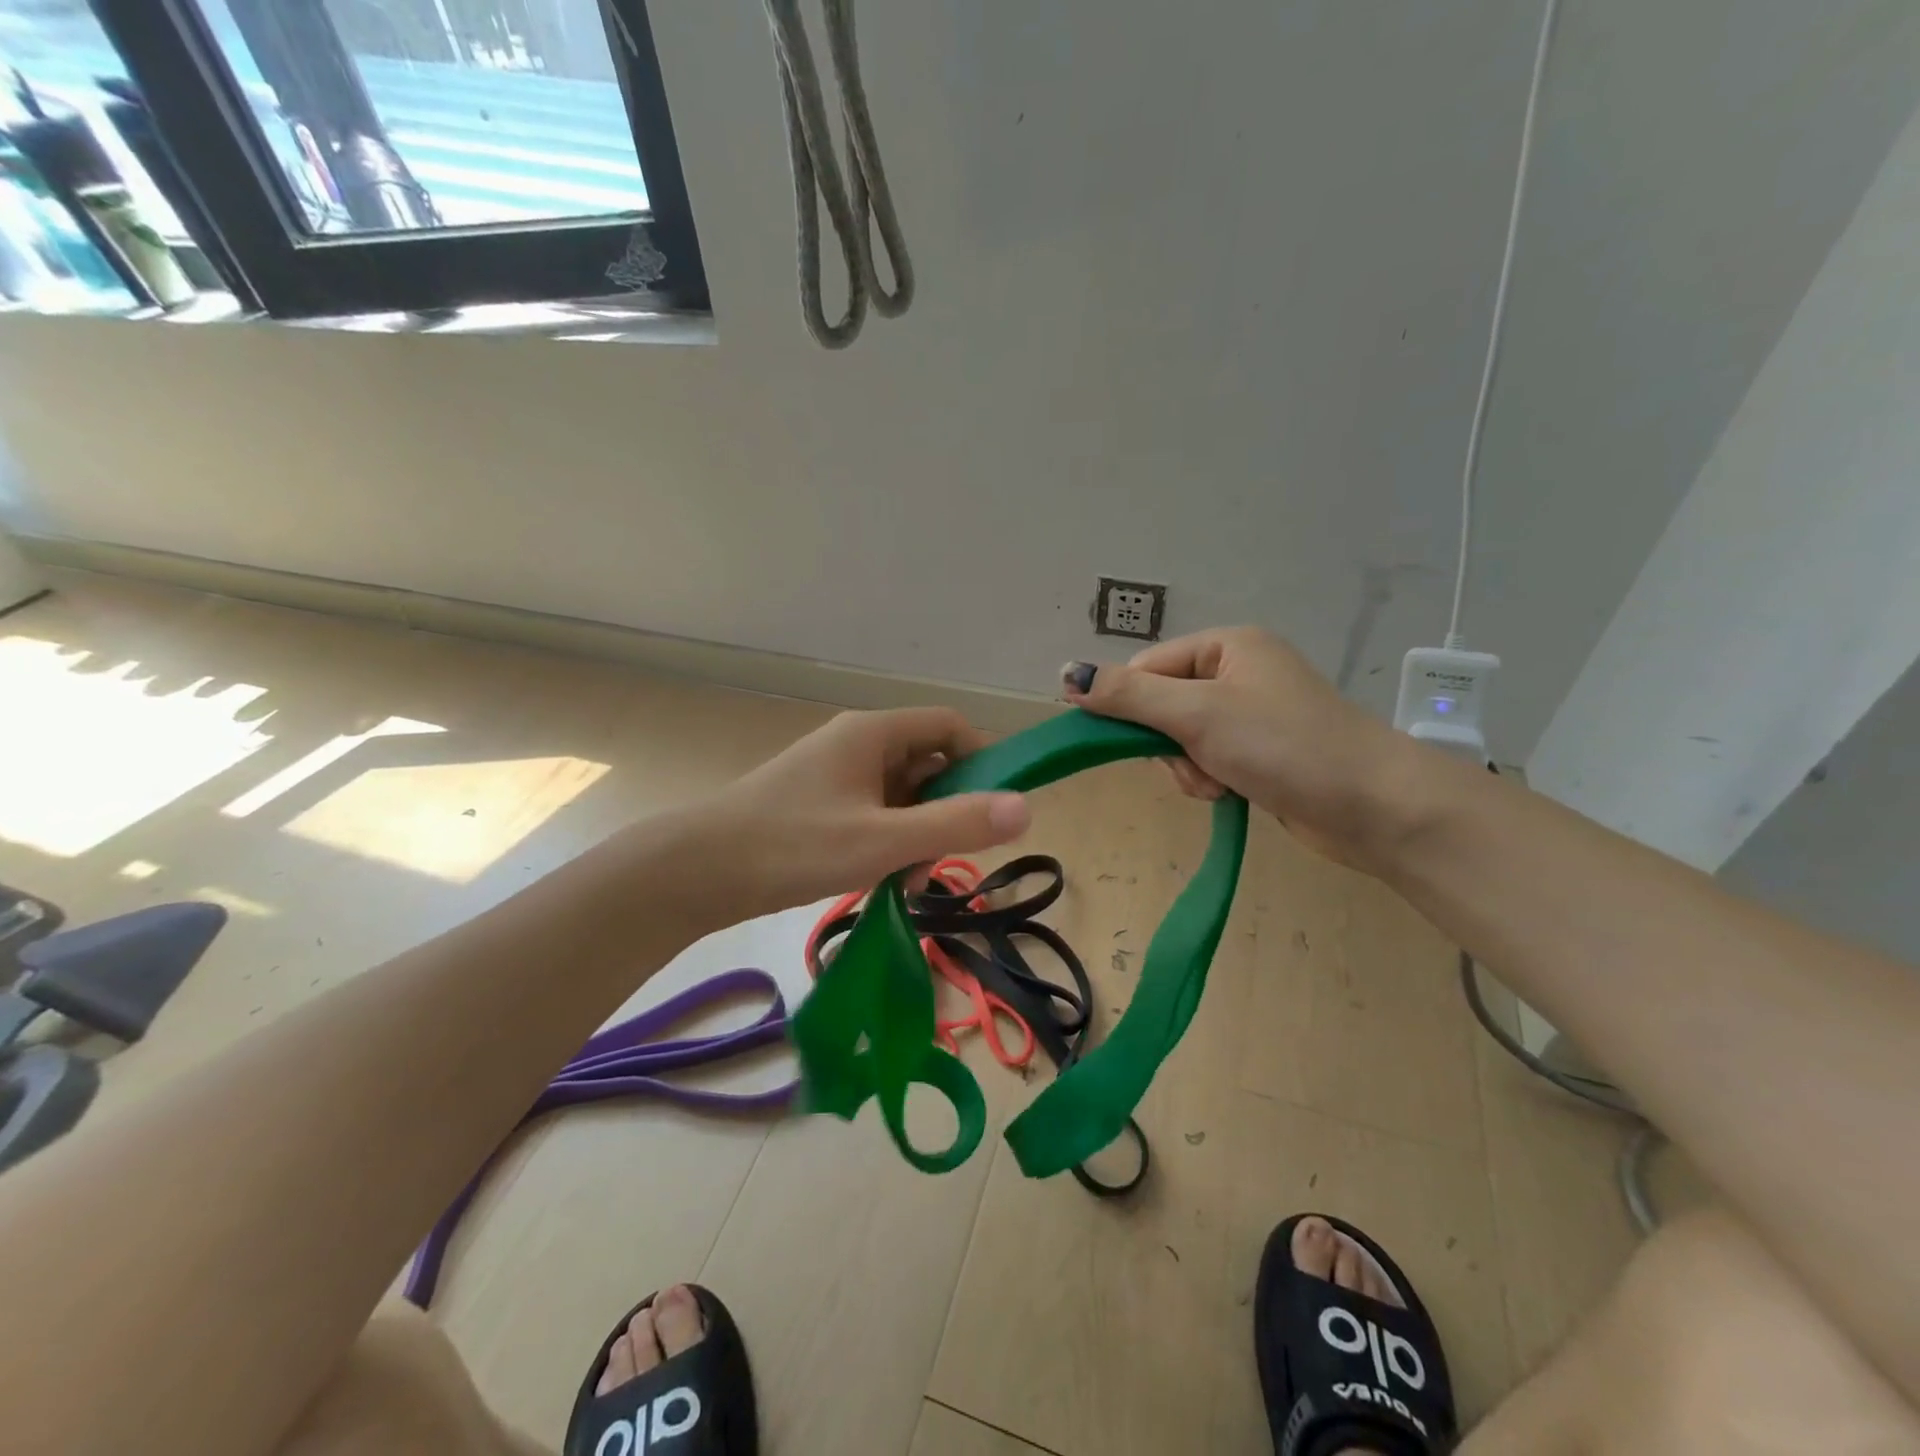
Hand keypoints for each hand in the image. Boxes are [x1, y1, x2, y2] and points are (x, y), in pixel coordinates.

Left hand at [696, 707, 1030, 918]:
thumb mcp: (882, 840)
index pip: (949, 726)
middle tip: (945, 859)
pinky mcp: (820, 804)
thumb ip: (955, 825)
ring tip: (906, 881)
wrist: (697, 871)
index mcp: (874, 733)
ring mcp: (836, 775)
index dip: (982, 759)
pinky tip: (880, 881)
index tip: (997, 808)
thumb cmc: (793, 846)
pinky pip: (874, 813)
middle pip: (928, 763)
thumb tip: (1026, 808)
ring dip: (917, 834)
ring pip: (902, 795)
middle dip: (947, 810)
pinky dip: (888, 843)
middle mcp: (857, 744)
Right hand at [1061, 628, 1415, 869]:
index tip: (1134, 744)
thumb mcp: (1197, 714)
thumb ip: (1128, 695)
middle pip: (1161, 705)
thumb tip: (1066, 674)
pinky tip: (1229, 793)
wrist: (1375, 807)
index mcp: (1227, 646)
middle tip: (1193, 765)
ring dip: (1187, 767)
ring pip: (1180, 738)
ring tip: (1218, 783)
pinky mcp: (1260, 751)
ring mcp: (1251, 714)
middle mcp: (1238, 672)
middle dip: (1166, 744)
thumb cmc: (1284, 745)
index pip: (1147, 668)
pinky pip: (1207, 759)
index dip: (1131, 706)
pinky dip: (1208, 779)